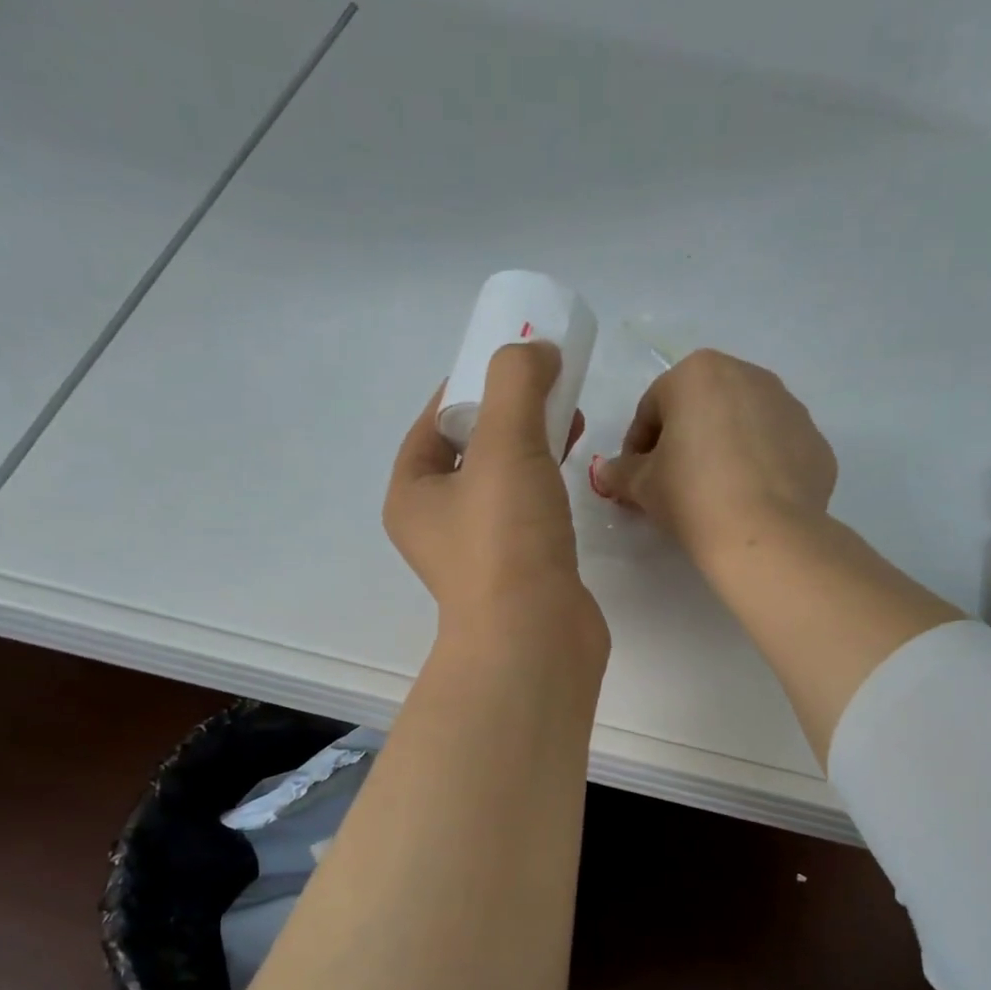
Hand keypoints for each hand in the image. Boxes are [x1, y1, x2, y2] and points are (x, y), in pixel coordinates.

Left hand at [386, 343, 608, 665]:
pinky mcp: (520, 571)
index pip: (434, 420)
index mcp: (413, 493)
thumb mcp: (505, 444)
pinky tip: (576, 471)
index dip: (470, 383)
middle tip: (549, 387)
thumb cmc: (506, 540)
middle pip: (472, 448)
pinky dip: (548, 484)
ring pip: (504, 480)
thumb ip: (517, 383)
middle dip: (510, 411)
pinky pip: (529, 511)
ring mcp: (481, 552)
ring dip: (533, 445)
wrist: (535, 639)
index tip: (510, 361)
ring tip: (572, 420)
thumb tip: (536, 351)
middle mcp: (439, 523)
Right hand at [594, 349, 836, 568]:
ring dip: (723, 450)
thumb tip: (608, 472)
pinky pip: (775, 449)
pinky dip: (759, 467)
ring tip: (714, 494)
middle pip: (701, 408)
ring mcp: (789, 406)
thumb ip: (621, 472)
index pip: (652, 408)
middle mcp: (748, 375)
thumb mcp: (642, 486)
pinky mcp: (815, 441)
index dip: (637, 447)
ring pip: (742, 424)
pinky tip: (748, 501)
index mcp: (698, 373)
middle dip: (683, 441)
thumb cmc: (692, 496)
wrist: (765, 534)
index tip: (635, 480)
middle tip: (672, 484)